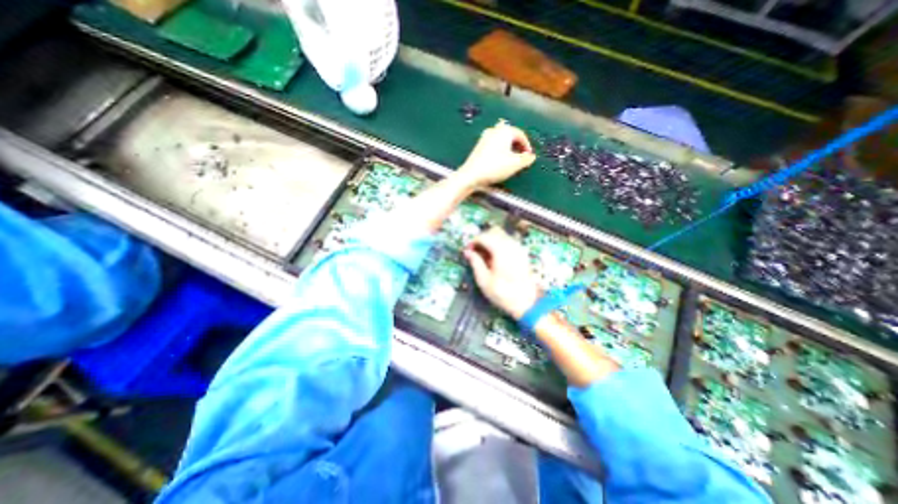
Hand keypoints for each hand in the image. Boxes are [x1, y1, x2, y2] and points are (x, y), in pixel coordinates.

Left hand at [458, 120, 535, 189]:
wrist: (471, 175)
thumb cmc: (494, 167)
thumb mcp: (515, 164)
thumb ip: (526, 159)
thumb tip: (531, 157)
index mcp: (504, 131)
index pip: (520, 134)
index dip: (527, 145)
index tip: (529, 155)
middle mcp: (494, 130)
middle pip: (510, 136)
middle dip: (517, 146)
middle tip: (521, 157)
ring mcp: (485, 138)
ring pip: (501, 141)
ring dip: (508, 148)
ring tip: (511, 160)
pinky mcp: (479, 146)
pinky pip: (494, 145)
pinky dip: (500, 151)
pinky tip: (500, 161)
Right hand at [462, 226, 538, 317]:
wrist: (527, 303)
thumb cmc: (504, 294)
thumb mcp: (484, 280)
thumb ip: (475, 263)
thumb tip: (468, 252)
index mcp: (501, 250)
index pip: (484, 236)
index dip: (473, 241)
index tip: (468, 250)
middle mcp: (511, 245)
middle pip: (494, 231)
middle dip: (482, 238)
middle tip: (475, 251)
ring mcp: (519, 248)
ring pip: (502, 235)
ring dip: (491, 241)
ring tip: (484, 256)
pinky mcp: (522, 254)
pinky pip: (508, 242)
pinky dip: (499, 245)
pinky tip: (495, 258)